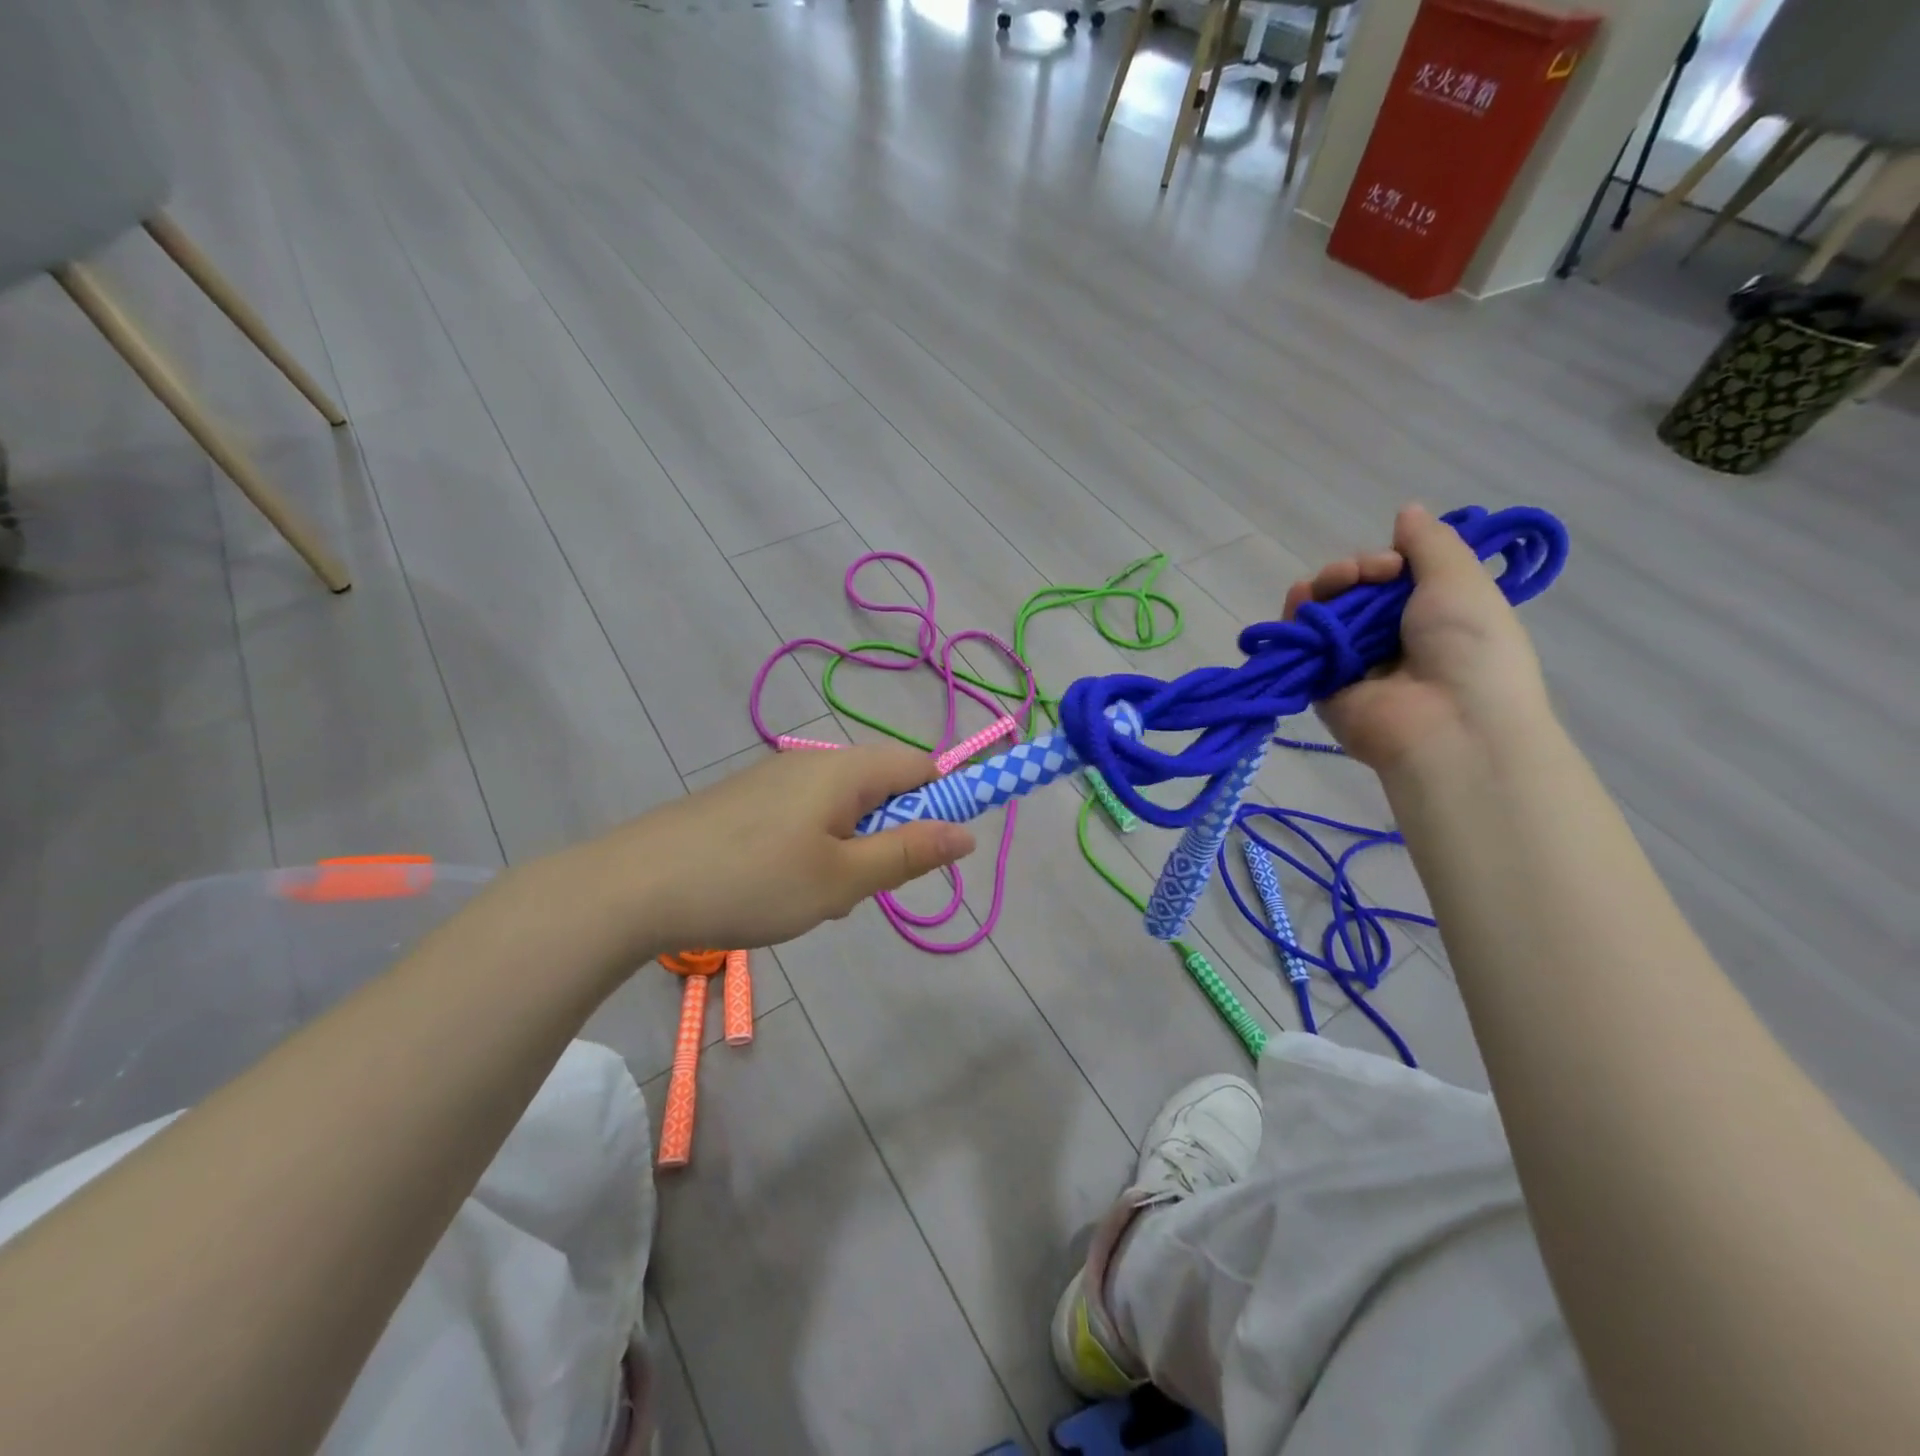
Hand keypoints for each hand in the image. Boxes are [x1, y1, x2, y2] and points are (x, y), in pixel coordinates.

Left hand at [588, 743, 973, 959]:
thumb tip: (967, 832)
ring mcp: (774, 779)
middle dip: (889, 837)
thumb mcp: (843, 880)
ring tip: (815, 897)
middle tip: (861, 887)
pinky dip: (813, 850)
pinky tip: (779, 888)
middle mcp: (813, 762)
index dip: (943, 803)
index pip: (921, 766)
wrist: (634, 887)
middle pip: (882, 787)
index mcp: (845, 769)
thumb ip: (909, 853)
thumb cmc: (752, 883)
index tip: (931, 854)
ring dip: (849, 850)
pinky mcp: (745, 801)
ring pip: (842, 809)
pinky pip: (805, 817)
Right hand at [1287, 505, 1552, 778]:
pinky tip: (1302, 599)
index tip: (1394, 560)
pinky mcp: (1320, 685)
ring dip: (1326, 587)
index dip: (1387, 560)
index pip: (1393, 579)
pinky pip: (1299, 645)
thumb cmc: (1469, 648)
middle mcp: (1389, 640)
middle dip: (1354, 571)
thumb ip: (1431, 543)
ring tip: (1338, 581)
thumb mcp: (1462, 581)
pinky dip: (1295, 618)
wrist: (1448, 724)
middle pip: (1353, 592)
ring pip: (1324, 613)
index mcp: (1430, 617)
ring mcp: (1353, 663)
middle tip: (1368, 572)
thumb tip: (1406, 511)